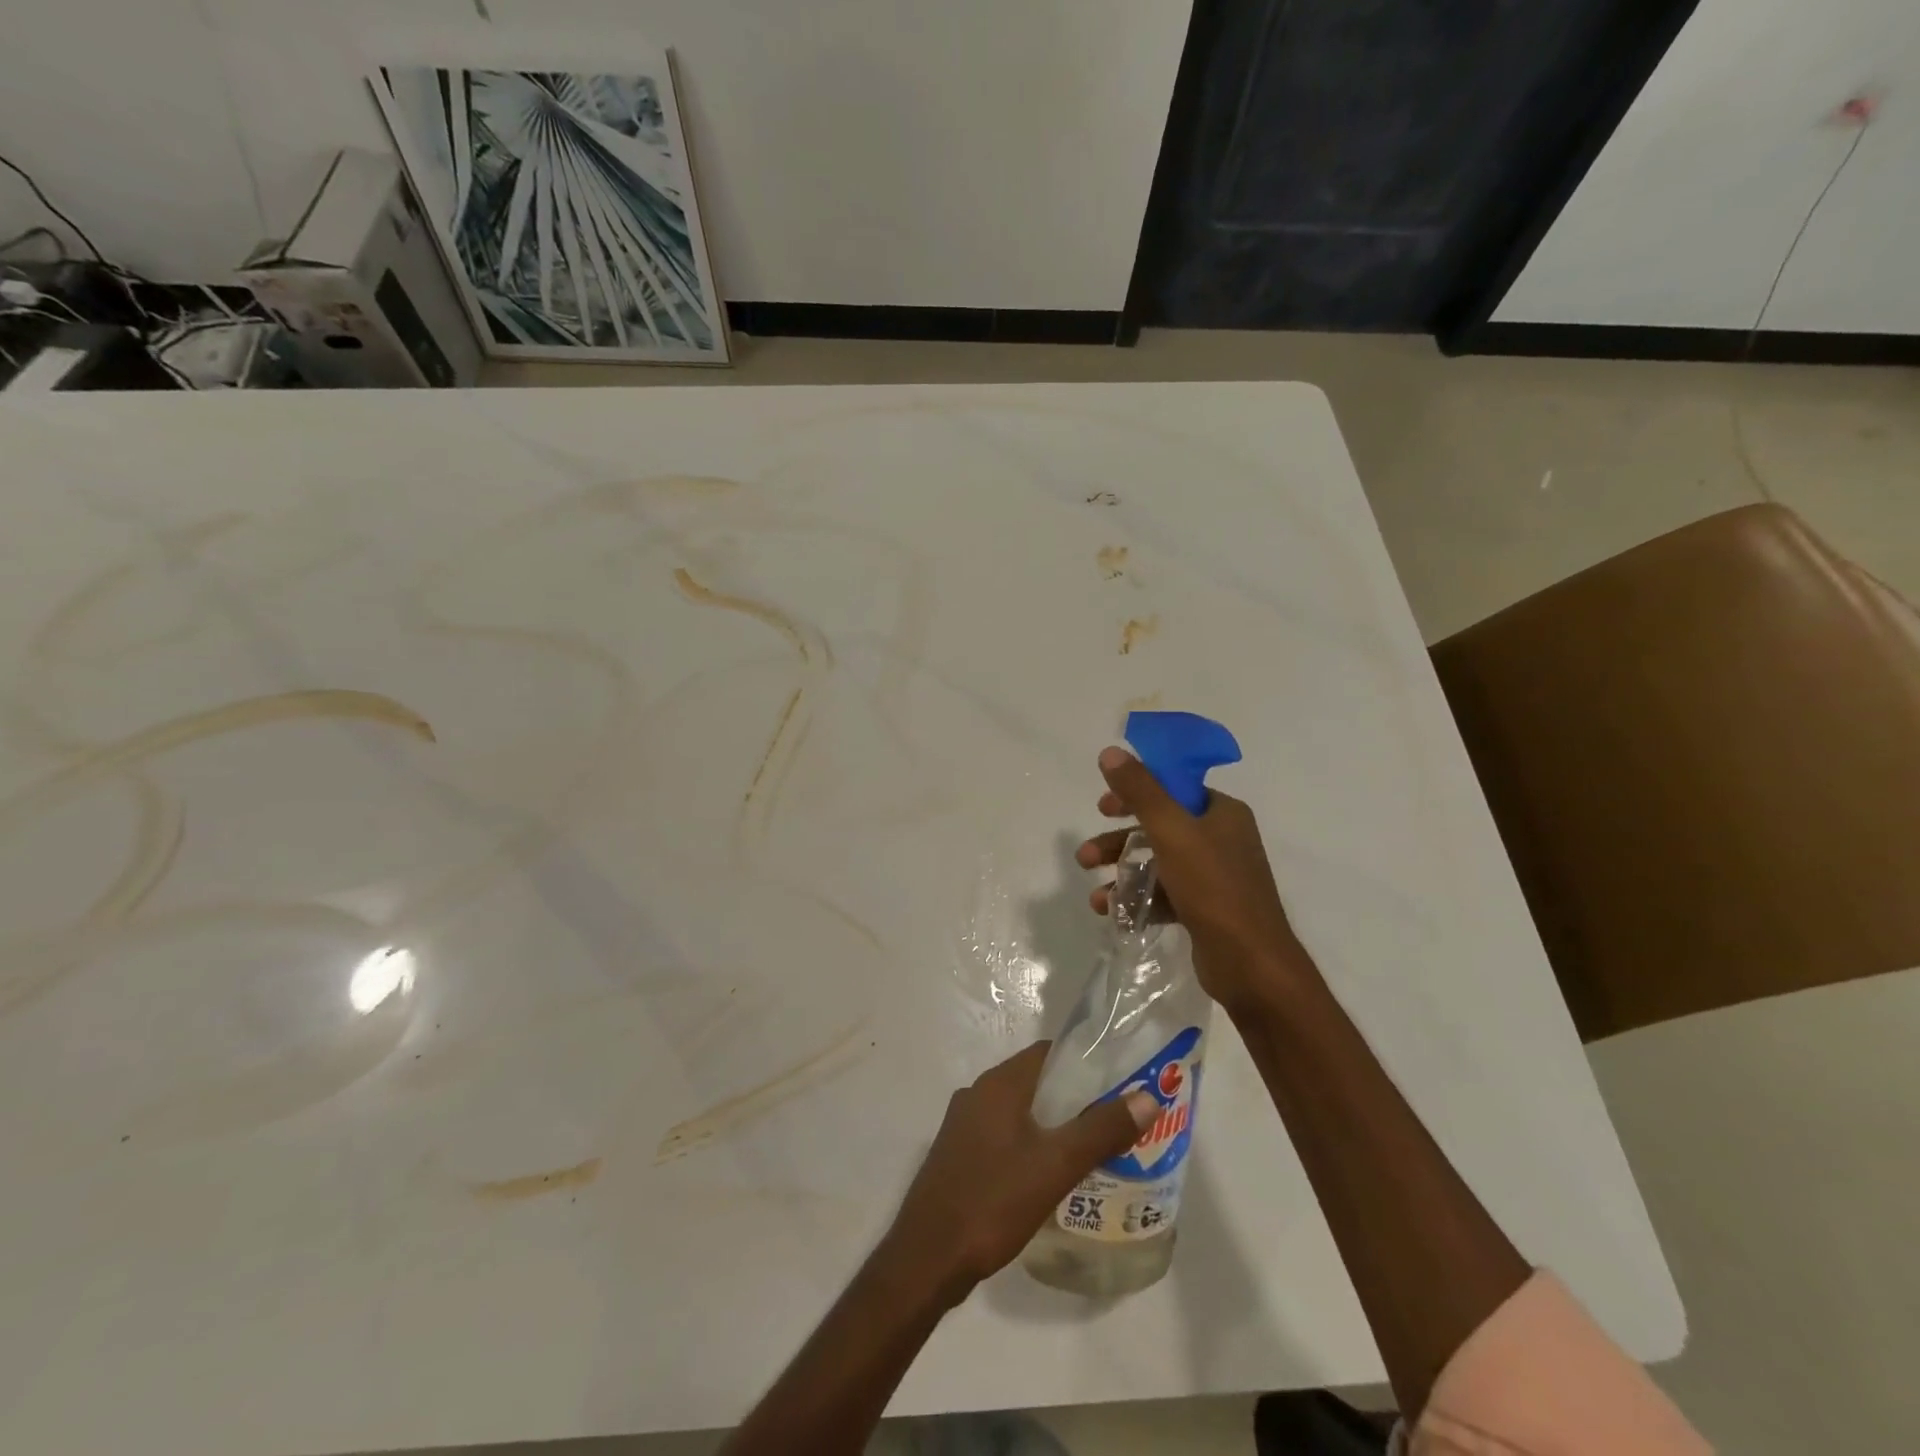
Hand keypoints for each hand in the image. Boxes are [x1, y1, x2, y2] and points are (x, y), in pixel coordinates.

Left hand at [881, 1042, 1156, 1303]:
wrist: (927, 1258)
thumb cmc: (992, 1201)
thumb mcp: (1056, 1166)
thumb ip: (1101, 1130)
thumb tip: (1147, 1097)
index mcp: (998, 1084)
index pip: (1047, 1053)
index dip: (1084, 1062)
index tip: (1119, 1081)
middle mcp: (977, 1094)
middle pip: (1035, 1082)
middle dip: (1074, 1097)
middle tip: (1114, 1120)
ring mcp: (963, 1125)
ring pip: (1019, 1112)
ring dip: (1052, 1124)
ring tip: (1091, 1149)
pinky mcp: (958, 1155)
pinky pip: (1003, 1136)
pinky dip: (1030, 1144)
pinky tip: (1049, 1176)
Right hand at [1076, 746, 1309, 1011]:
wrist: (1251, 965)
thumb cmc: (1213, 888)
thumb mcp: (1171, 831)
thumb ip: (1140, 791)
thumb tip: (1111, 751)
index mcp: (1222, 813)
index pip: (1173, 789)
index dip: (1135, 793)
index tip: (1103, 807)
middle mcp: (1222, 840)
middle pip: (1159, 828)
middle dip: (1118, 843)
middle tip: (1086, 855)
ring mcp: (1215, 878)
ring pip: (1157, 865)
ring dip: (1122, 876)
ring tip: (1095, 897)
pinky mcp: (1206, 911)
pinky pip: (1164, 896)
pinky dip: (1138, 902)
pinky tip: (1113, 915)